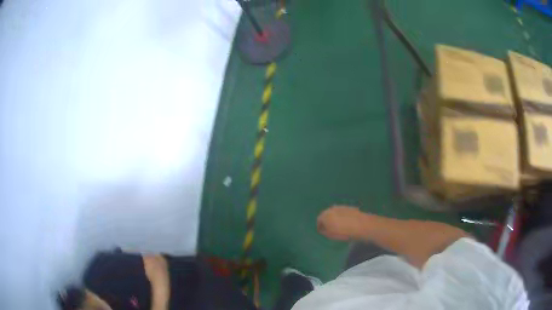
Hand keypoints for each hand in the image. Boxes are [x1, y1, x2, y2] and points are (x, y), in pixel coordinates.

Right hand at [317, 206, 364, 240]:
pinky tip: (346, 222)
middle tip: (330, 228)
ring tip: (339, 226)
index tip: (322, 231)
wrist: (360, 225)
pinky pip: (342, 212)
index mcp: (325, 215)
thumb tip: (323, 228)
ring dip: (335, 218)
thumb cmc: (343, 232)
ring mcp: (341, 207)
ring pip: (334, 212)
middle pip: (326, 214)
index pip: (319, 220)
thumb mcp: (330, 235)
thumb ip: (324, 231)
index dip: (320, 226)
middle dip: (327, 221)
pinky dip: (342, 216)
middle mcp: (331, 208)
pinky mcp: (349, 207)